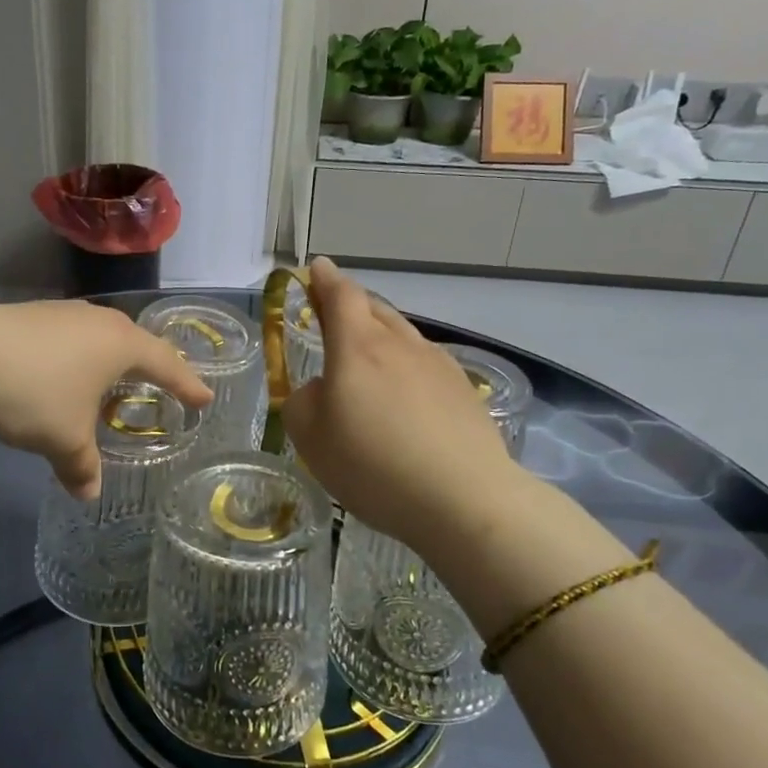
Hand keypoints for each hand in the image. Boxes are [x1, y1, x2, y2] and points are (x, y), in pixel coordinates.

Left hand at [0, 301, 212, 498]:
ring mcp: (62, 312)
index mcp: (120, 344)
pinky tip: (63, 372)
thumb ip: (82, 466)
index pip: (166, 364)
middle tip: (162, 382)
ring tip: (111, 379)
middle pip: (135, 341)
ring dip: (110, 359)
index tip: (204, 399)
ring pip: (99, 335)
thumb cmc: (34, 394)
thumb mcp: (64, 439)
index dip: (187, 384)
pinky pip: (70, 337)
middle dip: (151, 364)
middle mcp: (97, 321)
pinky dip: (78, 356)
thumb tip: (88, 493)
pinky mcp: (30, 315)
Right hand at [283, 259, 519, 550]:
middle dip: (351, 305)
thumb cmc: (373, 464)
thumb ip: (303, 400)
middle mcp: (400, 344)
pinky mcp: (464, 392)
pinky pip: (425, 365)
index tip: (317, 268)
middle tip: (334, 312)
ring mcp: (438, 366)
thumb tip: (322, 389)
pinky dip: (407, 368)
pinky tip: (405, 398)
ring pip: (402, 336)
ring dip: (381, 337)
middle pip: (374, 309)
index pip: (340, 295)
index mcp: (358, 346)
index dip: (325, 280)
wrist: (463, 499)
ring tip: (368, 361)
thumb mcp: (309, 435)